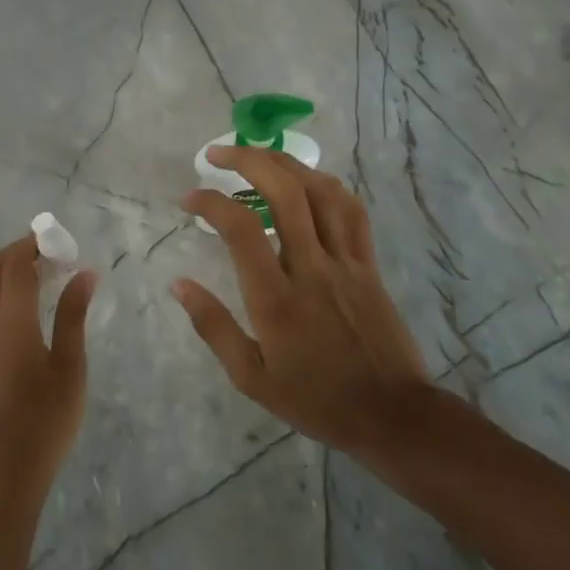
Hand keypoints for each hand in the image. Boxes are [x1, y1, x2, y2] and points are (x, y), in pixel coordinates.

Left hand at [0, 233, 96, 500]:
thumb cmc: (47, 418)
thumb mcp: (70, 365)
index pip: (15, 264)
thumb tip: (85, 273)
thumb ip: (74, 314)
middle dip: (18, 250)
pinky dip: (7, 289)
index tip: (61, 239)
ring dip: (11, 269)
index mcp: (11, 321)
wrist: (9, 467)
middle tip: (53, 252)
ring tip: (49, 273)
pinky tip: (35, 303)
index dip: (34, 244)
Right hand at [174, 146, 430, 462]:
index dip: (211, 202)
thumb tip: (178, 284)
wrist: (392, 415)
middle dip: (248, 160)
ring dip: (286, 163)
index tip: (190, 198)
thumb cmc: (315, 400)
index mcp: (277, 298)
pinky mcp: (368, 264)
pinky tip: (309, 180)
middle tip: (218, 154)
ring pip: (321, 192)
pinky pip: (352, 211)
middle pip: (285, 193)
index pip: (242, 229)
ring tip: (259, 155)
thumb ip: (213, 326)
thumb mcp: (251, 377)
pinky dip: (327, 185)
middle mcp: (312, 268)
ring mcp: (346, 262)